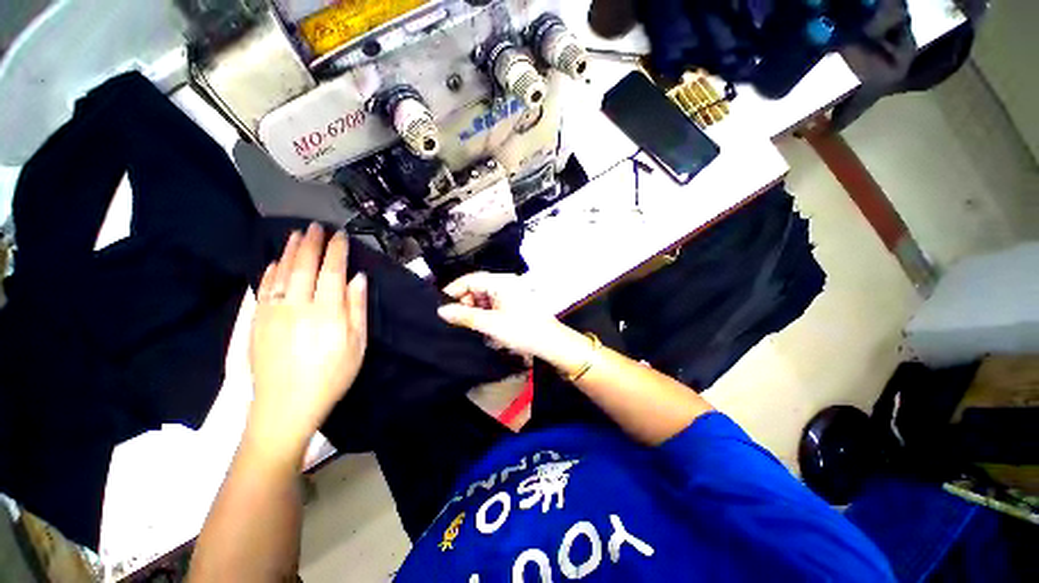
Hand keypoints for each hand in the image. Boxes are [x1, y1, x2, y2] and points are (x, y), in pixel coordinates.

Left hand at [248, 223, 367, 458]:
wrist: (285, 406)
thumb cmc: (331, 376)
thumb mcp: (357, 345)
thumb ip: (357, 309)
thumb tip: (358, 279)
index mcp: (327, 312)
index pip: (332, 271)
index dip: (337, 251)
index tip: (340, 235)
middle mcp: (298, 306)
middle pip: (304, 266)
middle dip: (311, 243)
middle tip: (315, 226)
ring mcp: (273, 312)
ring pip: (281, 273)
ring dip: (289, 251)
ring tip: (295, 235)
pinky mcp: (257, 321)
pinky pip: (263, 288)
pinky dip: (269, 271)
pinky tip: (274, 262)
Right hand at [438, 272, 575, 363]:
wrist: (551, 342)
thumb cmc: (522, 330)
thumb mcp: (491, 324)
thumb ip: (465, 316)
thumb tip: (442, 310)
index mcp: (501, 281)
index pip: (471, 279)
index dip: (454, 290)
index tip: (441, 305)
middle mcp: (506, 283)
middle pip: (477, 287)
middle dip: (465, 302)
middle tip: (456, 319)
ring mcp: (511, 293)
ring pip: (484, 297)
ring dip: (474, 309)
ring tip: (469, 324)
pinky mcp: (513, 303)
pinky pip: (493, 304)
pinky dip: (485, 313)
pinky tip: (482, 325)